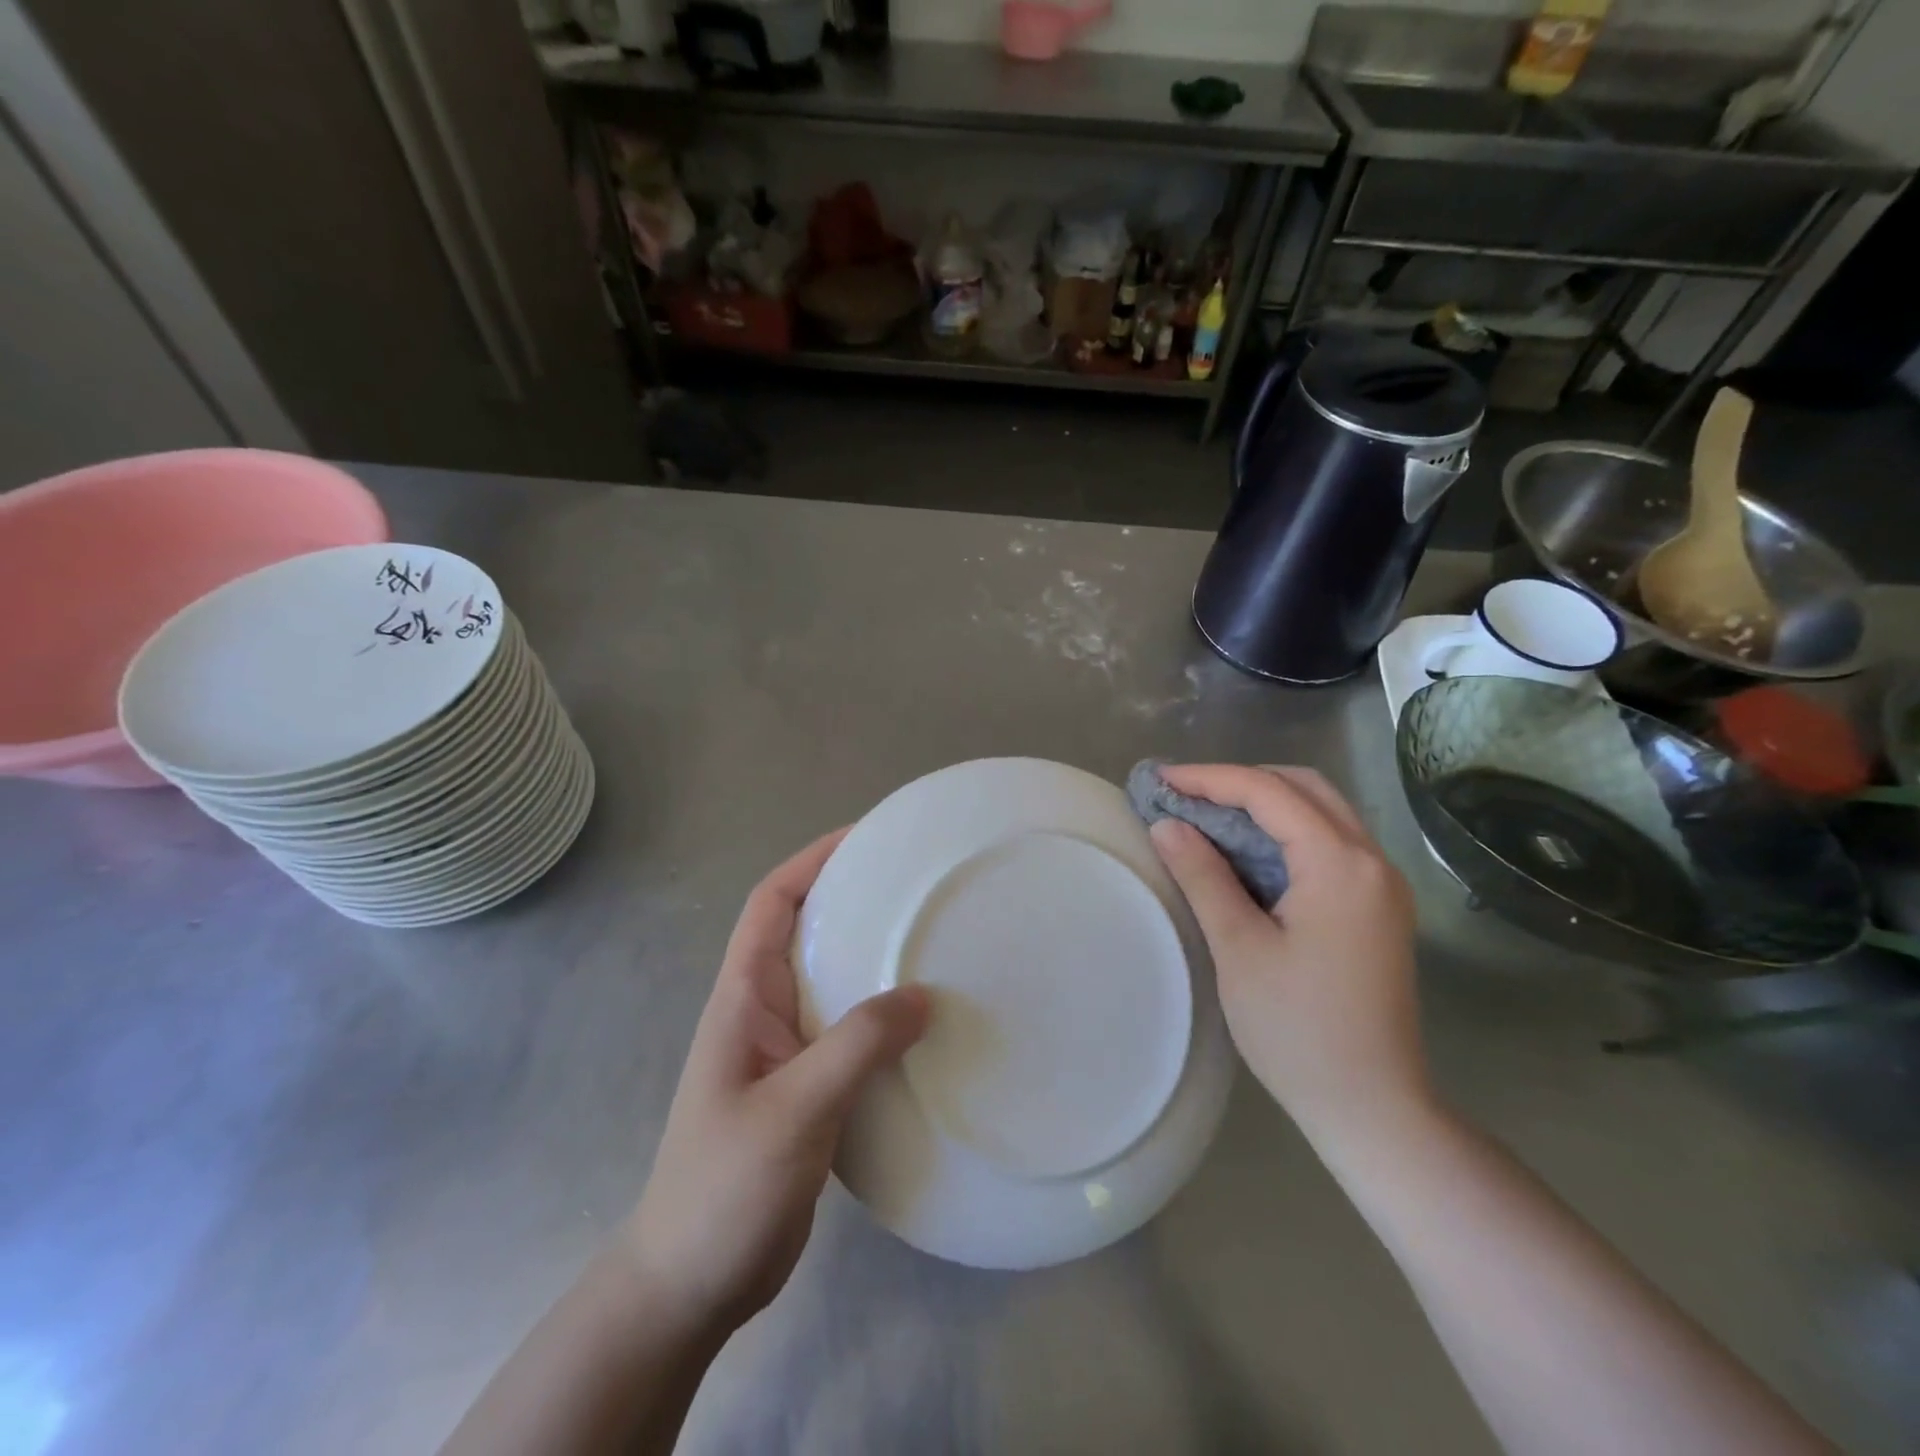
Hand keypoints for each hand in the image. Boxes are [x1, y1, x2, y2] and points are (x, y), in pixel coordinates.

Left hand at [621, 829, 930, 1339]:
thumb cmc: (723, 1187)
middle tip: (917, 886)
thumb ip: (856, 1046)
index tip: (866, 838)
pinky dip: (883, 1015)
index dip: (812, 861)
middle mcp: (764, 1012)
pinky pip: (850, 1031)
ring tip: (932, 943)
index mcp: (743, 997)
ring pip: (833, 982)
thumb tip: (924, 995)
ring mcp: (786, 1052)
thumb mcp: (793, 1110)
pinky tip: (924, 1023)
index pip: (772, 903)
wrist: (689, 1284)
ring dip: (873, 958)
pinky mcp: (808, 1089)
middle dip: (853, 900)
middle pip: (807, 932)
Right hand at [1147, 765, 1430, 1146]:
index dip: (1210, 778)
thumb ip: (1203, 876)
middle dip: (1241, 781)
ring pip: (1322, 812)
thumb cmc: (1298, 1030)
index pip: (1269, 793)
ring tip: (1208, 815)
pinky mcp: (1378, 908)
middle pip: (1304, 788)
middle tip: (1186, 795)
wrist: (1373, 1107)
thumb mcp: (1239, 948)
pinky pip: (1330, 842)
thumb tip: (1167, 824)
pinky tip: (1248, 852)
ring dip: (1265, 803)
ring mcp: (1382, 885)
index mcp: (1342, 865)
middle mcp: (1372, 861)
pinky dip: (1286, 831)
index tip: (1161, 780)